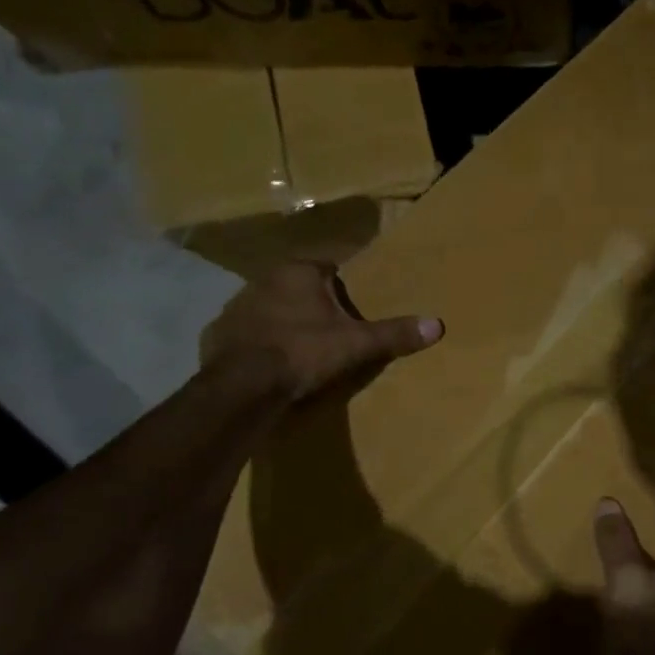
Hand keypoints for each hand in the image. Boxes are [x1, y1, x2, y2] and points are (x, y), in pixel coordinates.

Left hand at [200, 260, 442, 400]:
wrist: (241, 386)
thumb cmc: (302, 353)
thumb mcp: (355, 344)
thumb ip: (393, 333)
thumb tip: (437, 325)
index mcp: (298, 272)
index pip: (329, 267)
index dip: (344, 286)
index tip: (355, 304)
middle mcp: (263, 279)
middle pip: (299, 287)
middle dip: (315, 304)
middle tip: (334, 329)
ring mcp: (236, 306)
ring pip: (271, 308)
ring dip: (286, 321)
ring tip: (304, 347)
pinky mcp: (217, 333)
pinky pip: (248, 333)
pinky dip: (260, 343)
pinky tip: (271, 362)